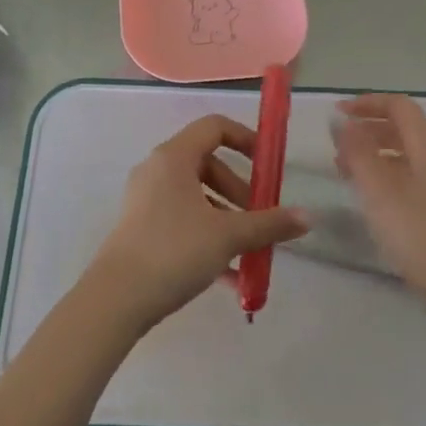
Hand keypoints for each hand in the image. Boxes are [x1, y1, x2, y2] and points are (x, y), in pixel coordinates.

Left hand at [83, 115, 308, 334]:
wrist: (116, 299)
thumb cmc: (174, 251)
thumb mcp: (228, 236)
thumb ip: (269, 224)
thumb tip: (308, 218)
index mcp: (174, 157)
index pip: (214, 127)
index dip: (246, 139)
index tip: (268, 165)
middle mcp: (157, 170)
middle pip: (208, 164)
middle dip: (240, 191)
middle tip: (259, 218)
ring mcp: (146, 199)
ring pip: (196, 197)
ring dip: (227, 219)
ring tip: (249, 252)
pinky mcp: (141, 228)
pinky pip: (183, 221)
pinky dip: (207, 237)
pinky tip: (230, 277)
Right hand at [334, 94, 425, 306]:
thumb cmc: (418, 233)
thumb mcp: (379, 190)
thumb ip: (357, 152)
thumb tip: (340, 120)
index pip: (400, 106)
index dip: (368, 103)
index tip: (337, 112)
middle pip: (403, 129)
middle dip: (367, 128)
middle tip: (336, 144)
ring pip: (404, 155)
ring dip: (373, 154)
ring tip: (344, 171)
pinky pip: (408, 179)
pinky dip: (383, 177)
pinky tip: (369, 199)